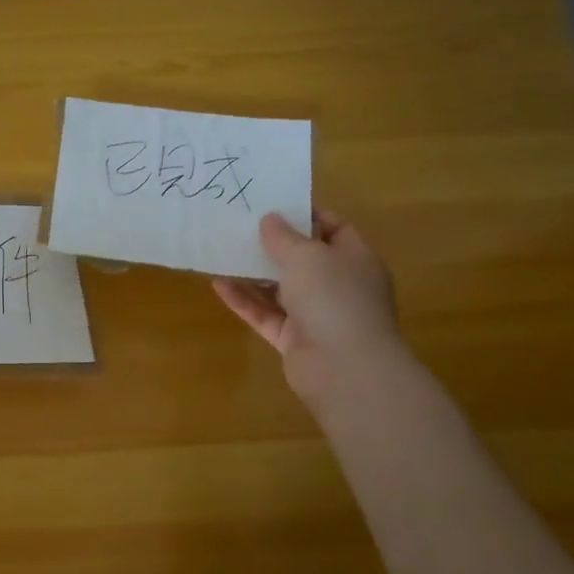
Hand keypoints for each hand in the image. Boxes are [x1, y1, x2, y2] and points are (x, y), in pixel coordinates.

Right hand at [212, 210, 403, 402]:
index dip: (306, 215)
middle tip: (239, 226)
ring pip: (280, 289)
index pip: (334, 228)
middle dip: (273, 245)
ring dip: (253, 273)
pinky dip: (244, 300)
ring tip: (222, 252)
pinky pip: (266, 314)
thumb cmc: (334, 298)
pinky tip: (217, 284)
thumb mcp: (306, 256)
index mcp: (355, 260)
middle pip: (304, 259)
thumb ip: (284, 236)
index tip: (273, 204)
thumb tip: (269, 219)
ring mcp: (317, 316)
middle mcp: (339, 286)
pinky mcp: (295, 340)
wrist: (345, 368)